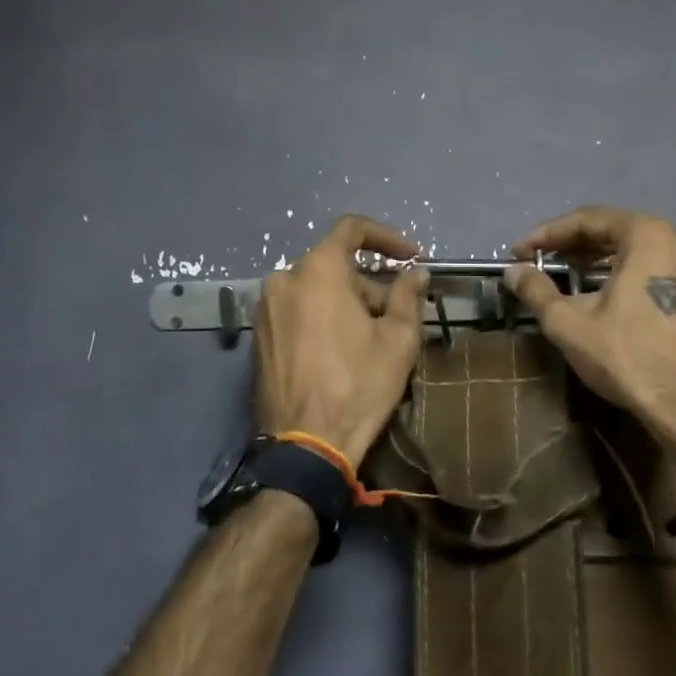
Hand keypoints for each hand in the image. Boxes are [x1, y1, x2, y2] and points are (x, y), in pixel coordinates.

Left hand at [254, 215, 430, 467]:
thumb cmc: (358, 385)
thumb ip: (407, 296)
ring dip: (346, 302)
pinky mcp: (259, 336)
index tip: (411, 257)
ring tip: (371, 337)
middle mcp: (283, 279)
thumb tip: (416, 273)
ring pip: (315, 289)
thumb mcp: (397, 340)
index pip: (352, 229)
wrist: (306, 445)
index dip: (387, 237)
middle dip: (369, 282)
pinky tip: (341, 349)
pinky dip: (321, 316)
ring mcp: (265, 308)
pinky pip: (297, 310)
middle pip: (334, 264)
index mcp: (316, 270)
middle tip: (396, 312)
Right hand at [503, 206, 675, 426]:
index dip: (547, 235)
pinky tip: (612, 295)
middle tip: (542, 261)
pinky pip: (663, 269)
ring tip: (572, 276)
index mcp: (648, 235)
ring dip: (603, 259)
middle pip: (617, 230)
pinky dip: (632, 273)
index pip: (588, 220)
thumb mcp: (569, 324)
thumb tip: (513, 272)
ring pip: (642, 250)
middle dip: (575, 245)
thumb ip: (537, 290)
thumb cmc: (629, 357)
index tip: (520, 252)